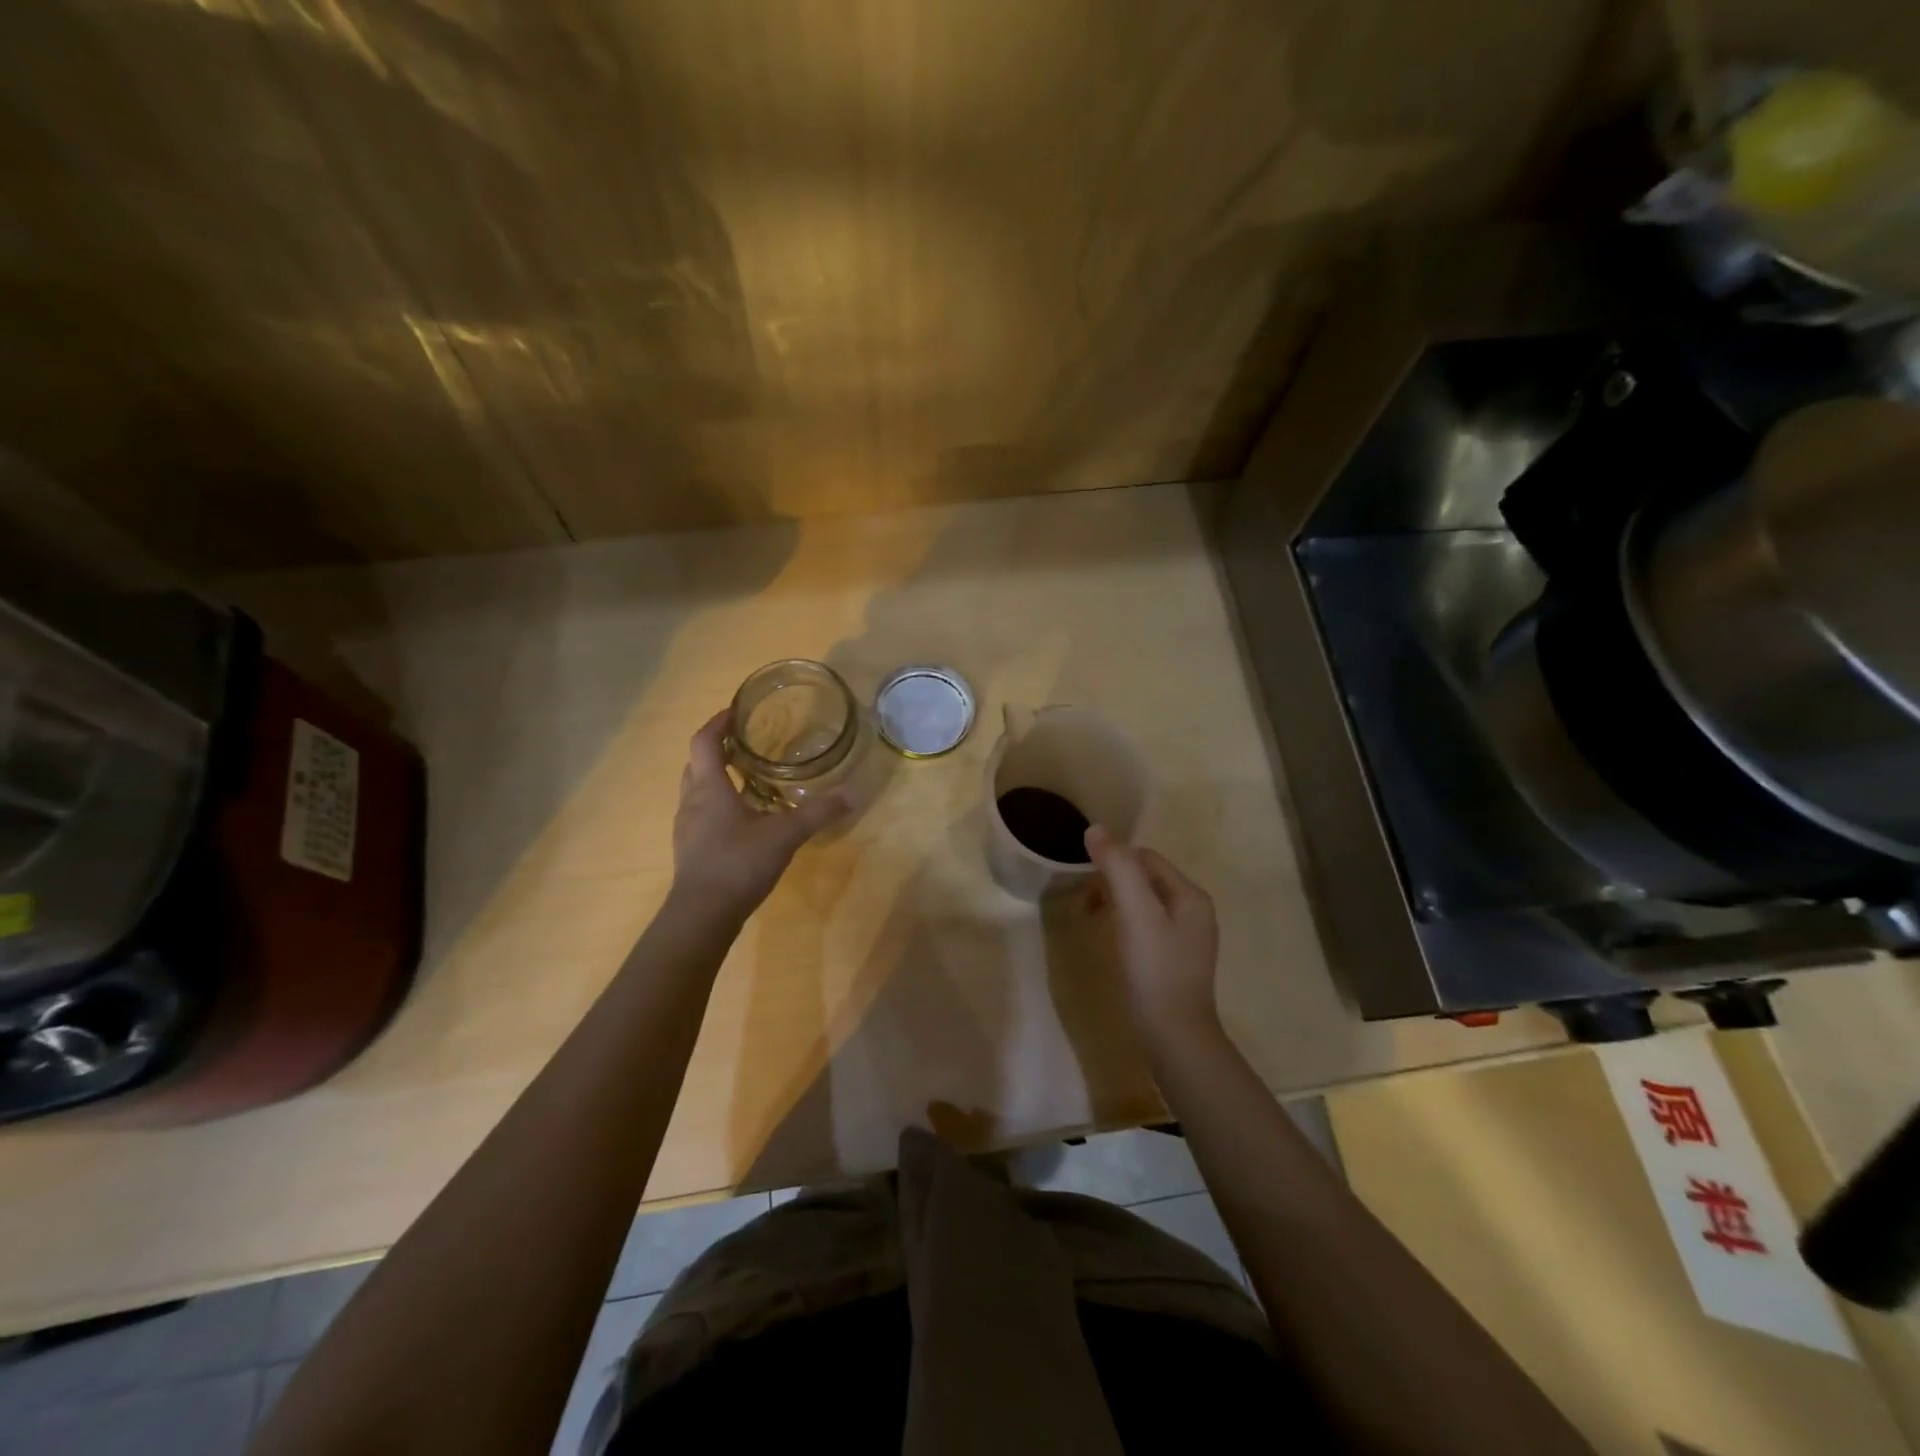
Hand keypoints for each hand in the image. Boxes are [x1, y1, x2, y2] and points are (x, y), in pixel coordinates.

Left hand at [671, 710, 849, 918]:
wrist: (702, 915)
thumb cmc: (738, 863)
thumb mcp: (785, 835)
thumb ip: (818, 813)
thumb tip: (852, 793)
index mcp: (710, 788)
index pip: (703, 741)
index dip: (717, 722)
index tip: (736, 711)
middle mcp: (692, 801)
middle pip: (697, 763)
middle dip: (717, 748)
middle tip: (745, 743)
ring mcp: (687, 827)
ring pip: (697, 789)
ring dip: (716, 777)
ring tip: (747, 776)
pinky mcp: (690, 849)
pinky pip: (701, 813)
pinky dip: (718, 803)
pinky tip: (743, 818)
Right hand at [1084, 826, 1222, 1051]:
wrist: (1175, 1036)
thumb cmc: (1155, 969)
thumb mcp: (1135, 913)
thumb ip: (1118, 868)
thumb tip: (1095, 829)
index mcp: (1190, 895)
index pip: (1146, 858)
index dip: (1113, 862)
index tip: (1085, 885)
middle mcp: (1194, 910)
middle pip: (1146, 878)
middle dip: (1112, 883)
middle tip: (1085, 906)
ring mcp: (1187, 937)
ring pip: (1144, 902)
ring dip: (1116, 903)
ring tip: (1093, 922)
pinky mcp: (1175, 960)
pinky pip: (1147, 926)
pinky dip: (1125, 925)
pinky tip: (1114, 944)